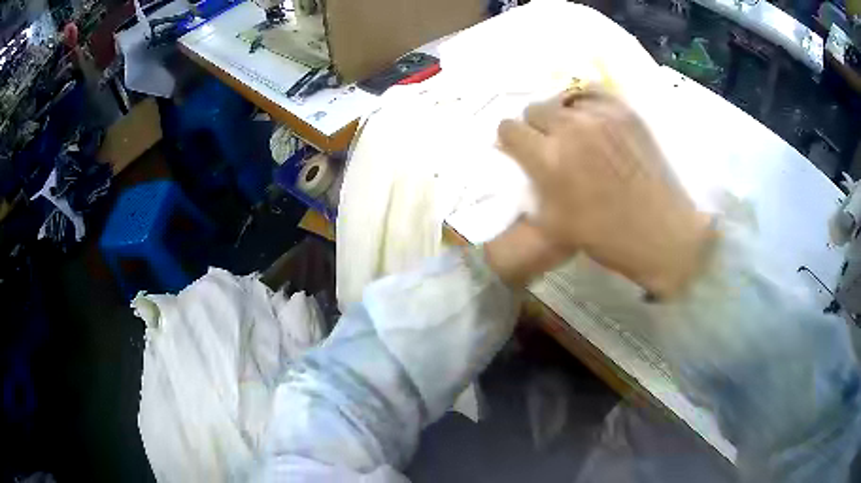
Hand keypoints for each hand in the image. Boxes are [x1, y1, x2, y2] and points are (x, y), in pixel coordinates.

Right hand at [497, 89, 712, 297]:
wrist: (660, 232)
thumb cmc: (606, 236)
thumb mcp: (553, 224)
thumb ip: (529, 188)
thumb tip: (520, 161)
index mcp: (548, 159)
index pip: (509, 128)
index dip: (511, 140)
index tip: (520, 150)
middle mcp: (570, 128)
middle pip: (534, 109)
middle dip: (536, 127)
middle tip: (551, 146)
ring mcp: (600, 115)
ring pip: (563, 100)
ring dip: (563, 117)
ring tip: (577, 135)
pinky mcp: (624, 111)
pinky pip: (592, 94)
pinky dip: (586, 105)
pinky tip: (594, 122)